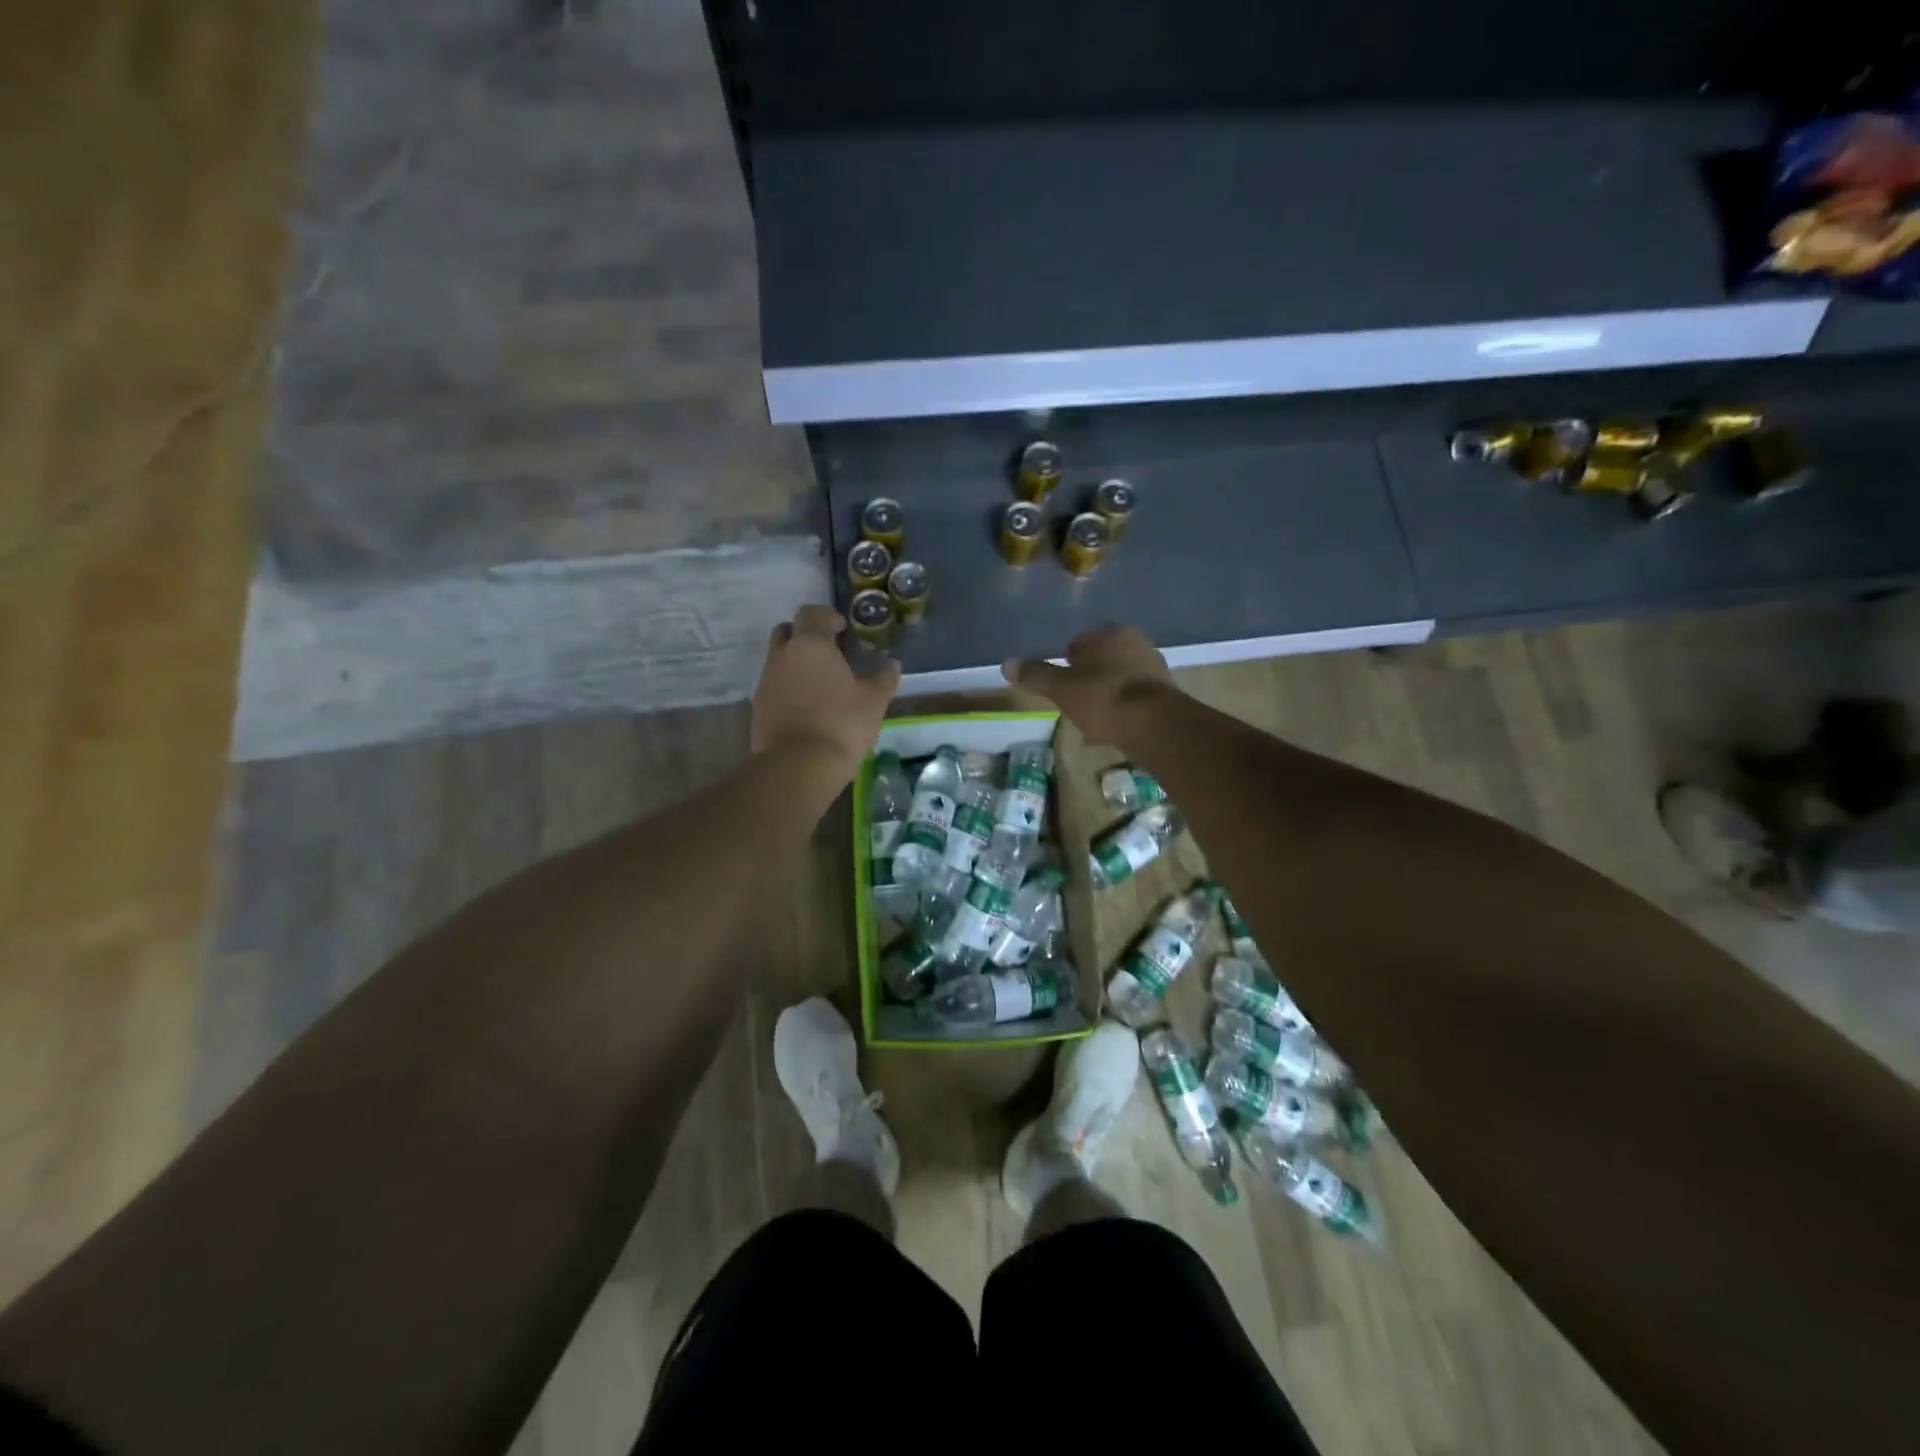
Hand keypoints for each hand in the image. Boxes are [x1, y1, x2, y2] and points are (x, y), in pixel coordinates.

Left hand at [752, 604, 899, 784]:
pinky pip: (774, 686)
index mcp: (810, 644)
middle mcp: (782, 656)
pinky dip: (788, 688)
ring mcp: (765, 681)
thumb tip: (892, 664)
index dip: (827, 617)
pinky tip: (808, 707)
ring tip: (820, 684)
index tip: (842, 629)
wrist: (798, 766)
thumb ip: (884, 678)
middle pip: (787, 631)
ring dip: (796, 663)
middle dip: (805, 636)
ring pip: (778, 659)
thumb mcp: (874, 701)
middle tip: (828, 652)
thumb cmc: (841, 724)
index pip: (811, 613)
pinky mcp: (758, 707)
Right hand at [1002, 625, 1176, 746]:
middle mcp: (1137, 644)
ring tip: (1091, 721)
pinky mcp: (1167, 697)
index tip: (1060, 683)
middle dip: (1088, 679)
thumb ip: (1036, 675)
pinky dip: (1121, 712)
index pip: (1082, 641)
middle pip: (1102, 661)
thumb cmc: (1103, 698)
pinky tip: (1112, 731)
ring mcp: (1155, 670)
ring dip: (1105, 697)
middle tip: (1073, 702)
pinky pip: (1134, 701)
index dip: (1068, 661)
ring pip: (1119, 681)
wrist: (1155, 726)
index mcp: (1112, 634)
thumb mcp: (1061, 687)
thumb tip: (1007, 664)